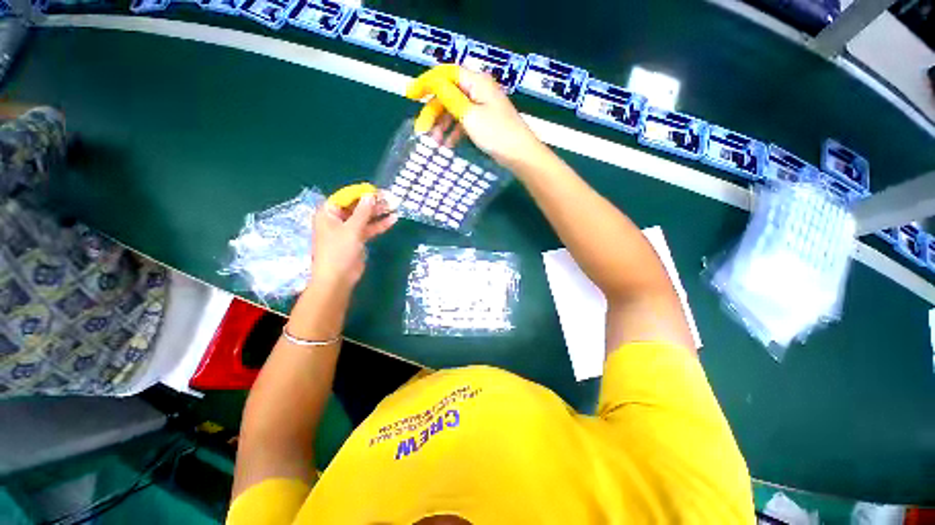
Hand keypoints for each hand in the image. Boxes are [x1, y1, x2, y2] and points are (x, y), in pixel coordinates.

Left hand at [310, 194, 395, 290]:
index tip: (377, 191)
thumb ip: (363, 211)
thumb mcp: (351, 229)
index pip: (346, 197)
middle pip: (357, 207)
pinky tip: (392, 220)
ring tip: (394, 207)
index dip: (361, 193)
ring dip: (378, 213)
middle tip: (390, 199)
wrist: (338, 278)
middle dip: (373, 203)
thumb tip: (371, 195)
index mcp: (329, 213)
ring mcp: (348, 230)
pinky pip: (369, 229)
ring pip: (365, 218)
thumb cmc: (339, 251)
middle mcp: (337, 219)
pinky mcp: (357, 239)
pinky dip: (379, 225)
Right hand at [406, 65, 547, 169]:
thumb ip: (450, 97)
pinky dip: (454, 132)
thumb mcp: (469, 115)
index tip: (411, 96)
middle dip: (434, 112)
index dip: (427, 83)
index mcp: (476, 82)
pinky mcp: (484, 122)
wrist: (520, 154)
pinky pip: (464, 122)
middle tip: (422, 131)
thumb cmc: (496, 133)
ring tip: (435, 143)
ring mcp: (482, 107)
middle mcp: (479, 90)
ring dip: (442, 125)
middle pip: (448, 94)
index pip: (446, 74)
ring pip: (455, 111)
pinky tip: (448, 145)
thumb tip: (433, 82)